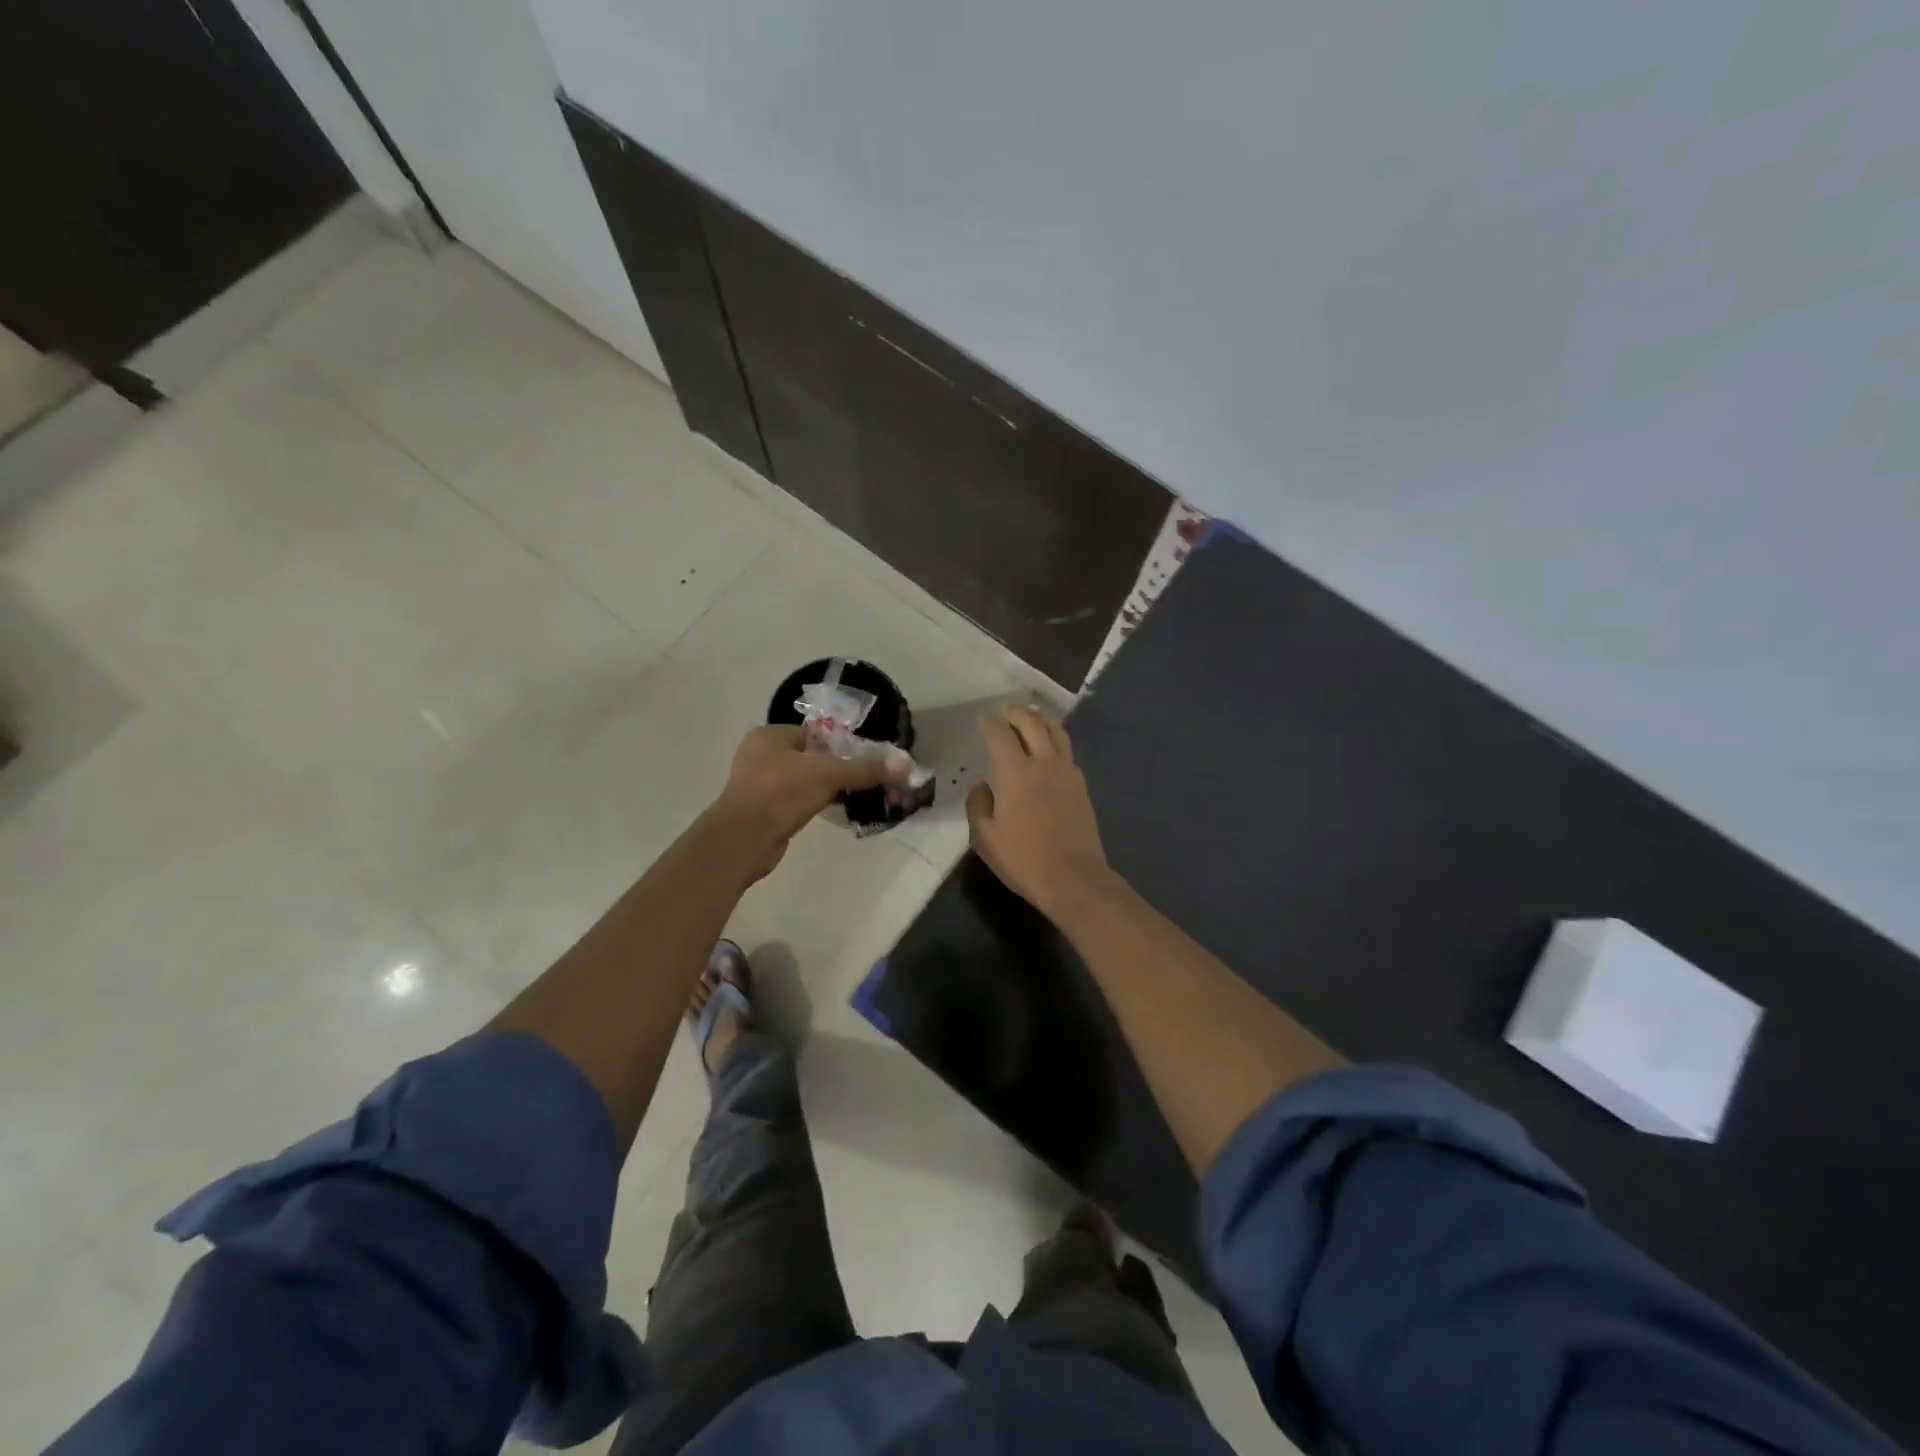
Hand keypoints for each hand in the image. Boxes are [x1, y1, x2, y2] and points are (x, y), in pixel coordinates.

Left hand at [709, 725, 907, 876]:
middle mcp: (759, 755)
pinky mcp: (761, 810)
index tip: (864, 760)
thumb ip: (865, 769)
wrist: (744, 840)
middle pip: (810, 757)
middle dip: (835, 768)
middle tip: (862, 780)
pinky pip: (794, 801)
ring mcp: (757, 784)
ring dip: (824, 788)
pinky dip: (811, 804)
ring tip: (851, 796)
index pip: (814, 733)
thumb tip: (906, 764)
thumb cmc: (782, 794)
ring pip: (802, 780)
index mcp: (769, 735)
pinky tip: (830, 811)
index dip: (841, 745)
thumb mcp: (829, 775)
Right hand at [966, 706, 1116, 918]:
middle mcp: (1043, 762)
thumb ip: (978, 805)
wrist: (1073, 878)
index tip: (982, 720)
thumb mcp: (984, 838)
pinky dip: (1054, 739)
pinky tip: (1048, 747)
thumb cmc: (1023, 860)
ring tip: (1031, 716)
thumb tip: (981, 786)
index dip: (989, 724)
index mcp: (1015, 772)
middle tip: (1005, 712)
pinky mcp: (1081, 785)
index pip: (1000, 735)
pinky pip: (1067, 750)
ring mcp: (1067, 771)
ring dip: (1041, 718)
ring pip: (1056, 731)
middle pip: (1032, 722)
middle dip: (1016, 712)